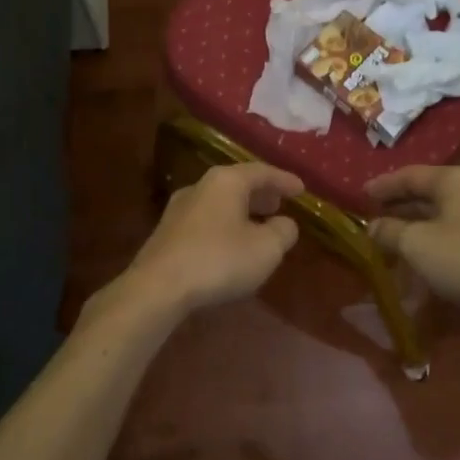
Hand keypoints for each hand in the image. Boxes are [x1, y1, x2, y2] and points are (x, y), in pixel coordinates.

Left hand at [121, 164, 302, 315]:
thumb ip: (283, 232)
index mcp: (226, 181)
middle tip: (280, 204)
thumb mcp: (266, 249)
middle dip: (261, 194)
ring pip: (220, 202)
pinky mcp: (167, 233)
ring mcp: (179, 209)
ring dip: (242, 211)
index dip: (284, 180)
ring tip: (259, 225)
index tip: (301, 189)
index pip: (262, 172)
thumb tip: (285, 223)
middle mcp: (200, 187)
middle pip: (237, 184)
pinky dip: (225, 224)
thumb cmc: (219, 260)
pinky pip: (206, 220)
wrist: (158, 288)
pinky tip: (231, 243)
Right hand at [366, 166, 459, 313]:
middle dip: (400, 209)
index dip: (383, 185)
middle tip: (373, 219)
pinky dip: (437, 246)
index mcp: (454, 180)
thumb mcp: (417, 244)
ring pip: (443, 219)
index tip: (360, 195)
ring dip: (417, 230)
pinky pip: (458, 239)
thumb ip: (390, 232)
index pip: (410, 175)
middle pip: (428, 196)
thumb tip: (372, 226)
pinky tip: (425, 263)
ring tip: (394, 244)